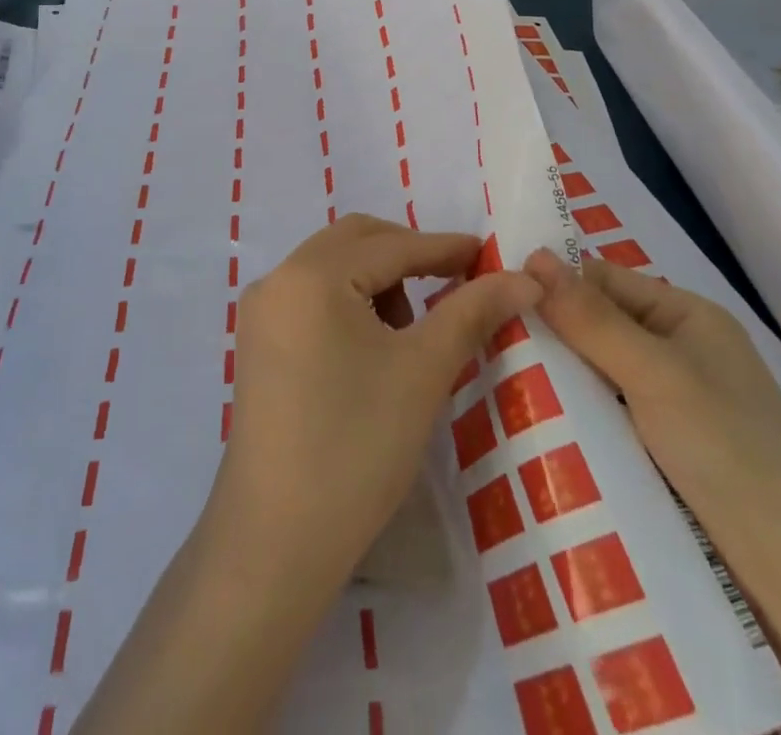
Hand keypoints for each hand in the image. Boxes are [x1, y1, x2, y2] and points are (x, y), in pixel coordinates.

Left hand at [217, 214, 542, 589]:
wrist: (277, 538)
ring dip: (378, 280)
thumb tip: (524, 278)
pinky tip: (373, 348)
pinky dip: (349, 302)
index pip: (391, 246)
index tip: (489, 255)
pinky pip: (311, 297)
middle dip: (407, 254)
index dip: (444, 248)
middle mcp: (278, 278)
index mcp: (312, 274)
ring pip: (331, 267)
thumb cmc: (357, 446)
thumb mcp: (423, 372)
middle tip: (454, 283)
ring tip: (411, 332)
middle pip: (355, 242)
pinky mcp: (256, 342)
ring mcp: (261, 311)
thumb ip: (472, 312)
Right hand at [525, 250, 780, 734]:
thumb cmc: (727, 450)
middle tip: (490, 343)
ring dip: (560, 378)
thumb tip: (530, 254)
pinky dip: (578, 413)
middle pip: (598, 325)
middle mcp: (680, 350)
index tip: (496, 298)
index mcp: (687, 315)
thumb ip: (590, 316)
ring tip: (500, 380)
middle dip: (552, 335)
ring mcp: (673, 402)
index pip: (602, 279)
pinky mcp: (665, 449)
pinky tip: (539, 421)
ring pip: (597, 372)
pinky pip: (608, 413)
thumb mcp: (653, 372)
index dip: (553, 285)